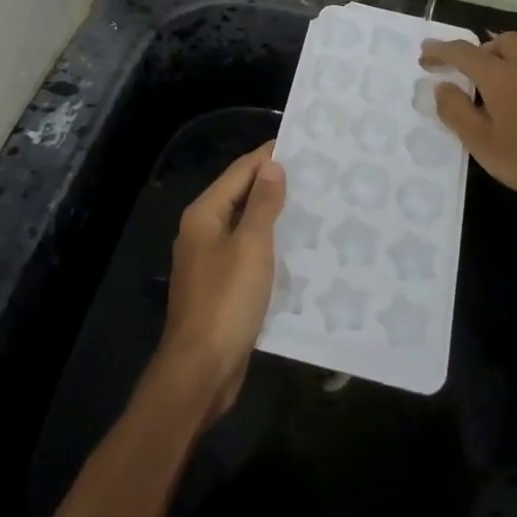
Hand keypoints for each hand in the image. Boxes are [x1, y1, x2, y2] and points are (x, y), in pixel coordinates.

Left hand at [154, 142, 285, 424]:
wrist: (201, 371)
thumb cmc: (226, 302)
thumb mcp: (251, 247)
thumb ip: (262, 204)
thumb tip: (271, 165)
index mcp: (204, 216)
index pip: (239, 172)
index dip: (267, 157)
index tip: (301, 146)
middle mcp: (202, 233)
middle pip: (240, 197)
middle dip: (274, 186)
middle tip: (315, 177)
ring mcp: (210, 262)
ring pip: (246, 228)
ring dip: (274, 218)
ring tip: (313, 208)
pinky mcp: (221, 289)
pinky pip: (248, 256)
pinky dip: (270, 248)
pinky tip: (298, 251)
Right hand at [419, 31, 516, 216]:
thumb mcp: (483, 143)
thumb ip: (457, 112)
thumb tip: (441, 87)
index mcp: (501, 76)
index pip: (464, 53)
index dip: (440, 51)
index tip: (424, 54)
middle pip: (500, 41)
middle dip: (478, 49)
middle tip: (463, 70)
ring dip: (500, 60)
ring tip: (488, 87)